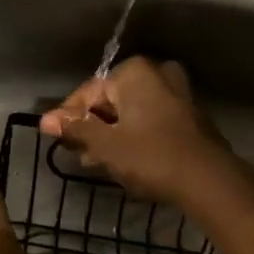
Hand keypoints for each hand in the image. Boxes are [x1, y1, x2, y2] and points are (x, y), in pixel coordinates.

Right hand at [38, 58, 239, 207]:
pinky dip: (134, 136)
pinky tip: (123, 160)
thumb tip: (45, 121)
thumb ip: (75, 129)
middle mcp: (158, 74)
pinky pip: (150, 120)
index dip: (68, 117)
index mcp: (135, 72)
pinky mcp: (189, 116)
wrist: (208, 181)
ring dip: (111, 134)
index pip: (88, 92)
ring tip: (96, 162)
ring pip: (131, 112)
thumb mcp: (105, 145)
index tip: (57, 140)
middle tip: (77, 154)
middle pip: (111, 100)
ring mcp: (177, 94)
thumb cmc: (150, 157)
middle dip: (92, 127)